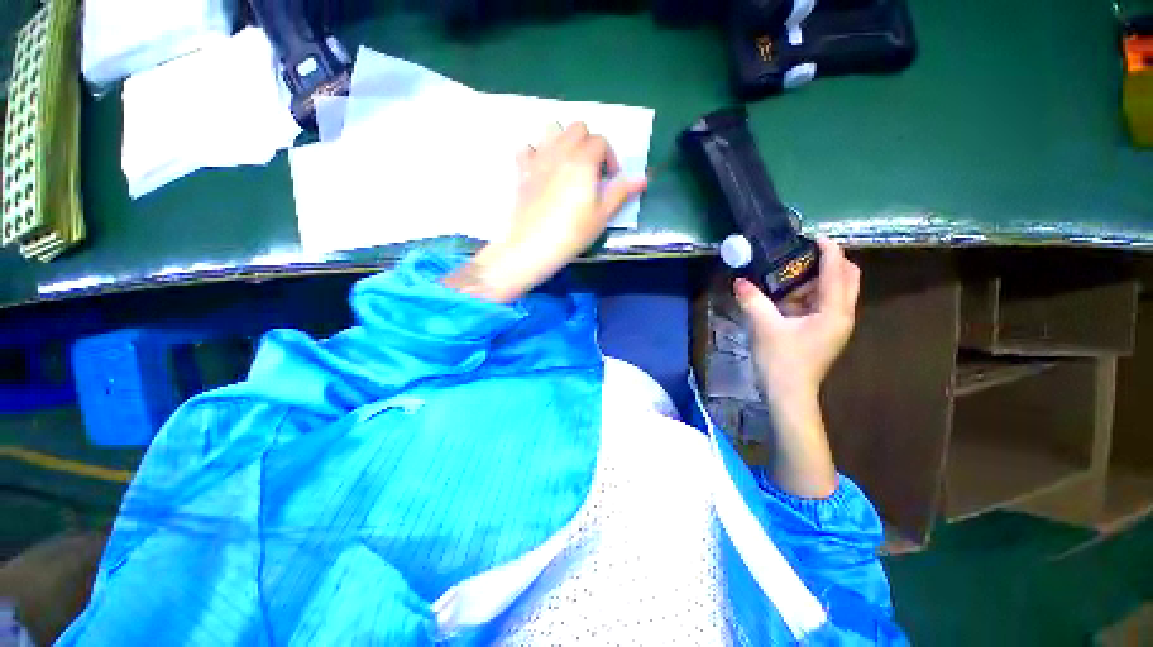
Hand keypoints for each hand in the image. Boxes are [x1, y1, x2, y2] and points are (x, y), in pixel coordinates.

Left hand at [445, 123, 647, 302]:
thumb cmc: (572, 233)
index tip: (610, 179)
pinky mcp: (522, 171)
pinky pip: (527, 148)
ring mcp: (538, 159)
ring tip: (567, 164)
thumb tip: (643, 178)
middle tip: (591, 170)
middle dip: (589, 143)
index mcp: (583, 161)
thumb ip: (620, 192)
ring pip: (551, 129)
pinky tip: (542, 170)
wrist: (533, 246)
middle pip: (578, 128)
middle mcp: (561, 152)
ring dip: (563, 140)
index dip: (610, 158)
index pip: (601, 141)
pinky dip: (536, 152)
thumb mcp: (601, 216)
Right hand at [734, 238, 859, 405]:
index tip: (812, 235)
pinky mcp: (824, 333)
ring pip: (835, 291)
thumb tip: (739, 281)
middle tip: (801, 255)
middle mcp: (842, 315)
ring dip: (816, 280)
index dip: (828, 250)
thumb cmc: (781, 361)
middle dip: (829, 262)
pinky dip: (809, 295)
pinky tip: (785, 298)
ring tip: (787, 276)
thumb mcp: (764, 327)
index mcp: (834, 311)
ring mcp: (835, 325)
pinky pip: (823, 305)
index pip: (838, 271)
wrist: (788, 395)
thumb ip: (753, 300)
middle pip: (847, 278)